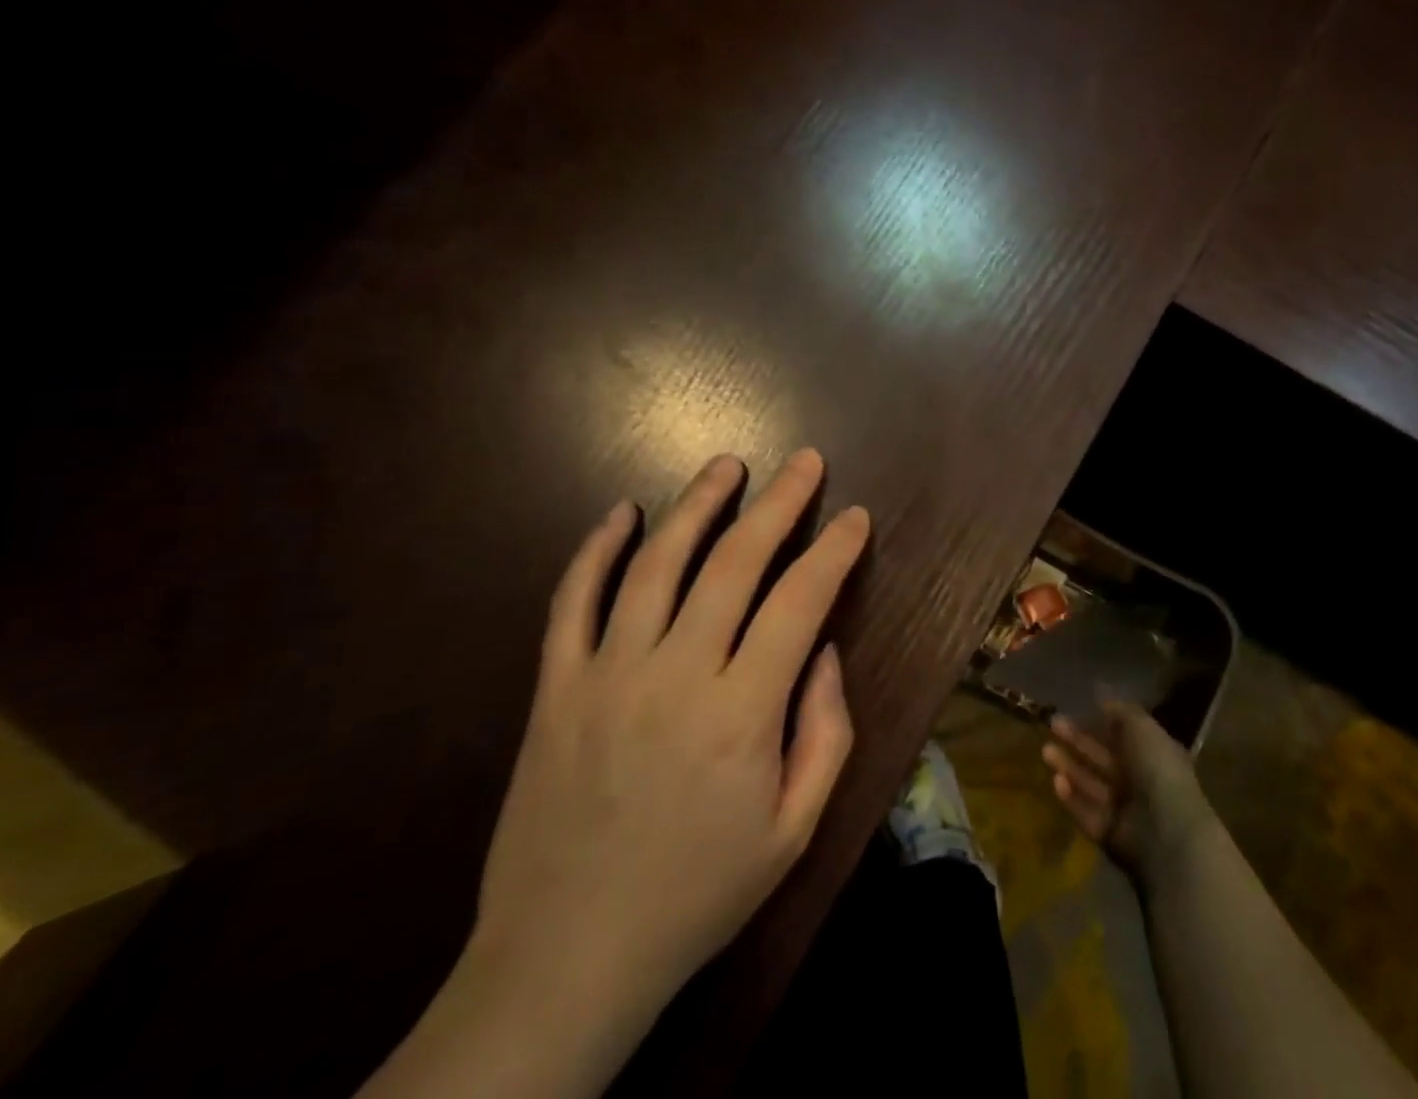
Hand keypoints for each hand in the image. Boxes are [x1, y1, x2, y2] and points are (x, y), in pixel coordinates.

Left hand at [388, 449, 867, 1097]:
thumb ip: (825, 733)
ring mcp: (607, 675)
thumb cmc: (697, 895)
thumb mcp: (794, 832)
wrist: (564, 961)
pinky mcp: (555, 689)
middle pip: (734, 563)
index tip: (855, 516)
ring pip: (655, 564)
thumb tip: (823, 649)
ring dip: (697, 506)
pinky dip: (595, 550)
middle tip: (805, 463)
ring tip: (728, 466)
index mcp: (740, 714)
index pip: (799, 603)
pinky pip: (572, 602)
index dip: (833, 551)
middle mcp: (675, 676)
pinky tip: (621, 513)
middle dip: (778, 504)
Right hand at [1043, 701, 1218, 891]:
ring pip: (1091, 783)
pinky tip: (1055, 781)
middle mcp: (1139, 780)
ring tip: (1045, 751)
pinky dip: (1071, 798)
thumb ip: (1119, 710)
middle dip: (1078, 741)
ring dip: (1069, 767)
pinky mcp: (1109, 834)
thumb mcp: (1141, 726)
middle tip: (1052, 724)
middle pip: (1103, 758)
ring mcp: (1124, 809)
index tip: (1074, 708)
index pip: (1122, 734)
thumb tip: (1100, 691)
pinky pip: (1086, 812)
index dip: (1099, 721)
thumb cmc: (1157, 769)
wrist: (1166, 830)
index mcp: (1153, 753)